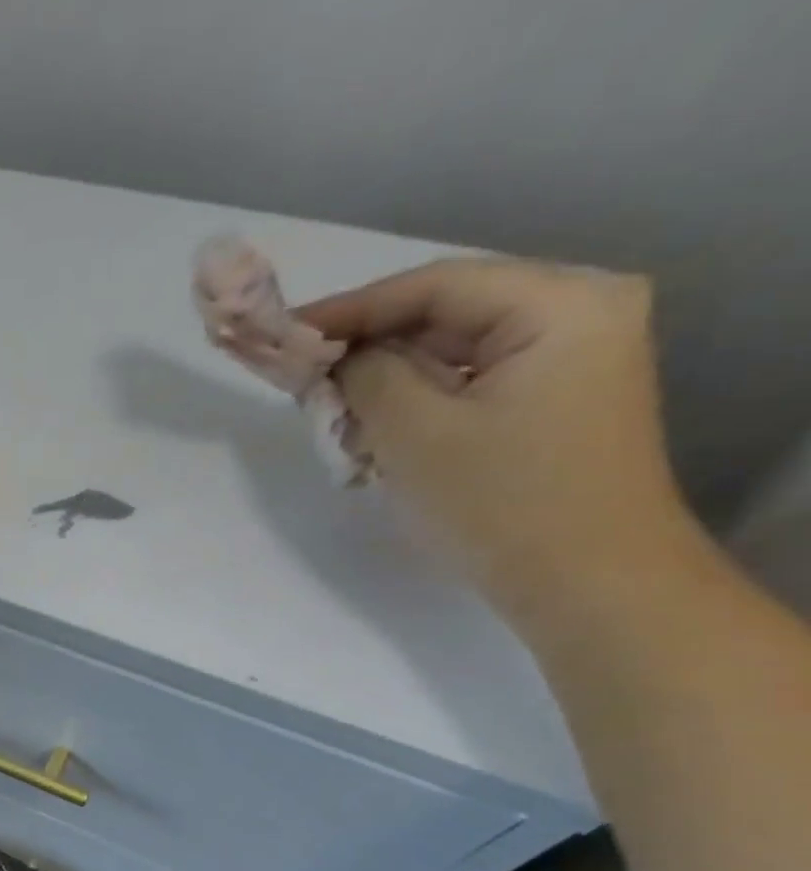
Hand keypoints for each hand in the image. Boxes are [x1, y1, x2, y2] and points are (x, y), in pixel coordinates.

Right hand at [297, 259, 694, 624]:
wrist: (587, 585)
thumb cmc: (502, 503)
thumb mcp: (414, 434)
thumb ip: (365, 376)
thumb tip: (334, 357)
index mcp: (561, 305)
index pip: (433, 285)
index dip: (349, 309)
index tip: (282, 334)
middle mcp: (578, 314)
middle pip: (445, 314)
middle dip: (367, 347)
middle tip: (299, 375)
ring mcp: (571, 360)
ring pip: (451, 352)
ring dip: (385, 379)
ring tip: (327, 408)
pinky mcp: (553, 401)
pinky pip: (467, 383)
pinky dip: (415, 401)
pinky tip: (373, 429)